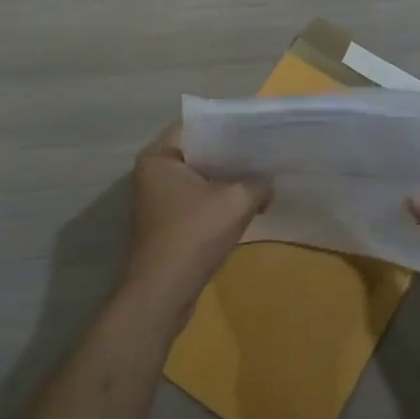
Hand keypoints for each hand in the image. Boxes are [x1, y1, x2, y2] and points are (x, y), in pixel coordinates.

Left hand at [125, 123, 271, 319]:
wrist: (164, 293)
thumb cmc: (194, 235)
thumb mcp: (236, 201)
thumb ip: (257, 183)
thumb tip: (267, 183)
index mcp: (159, 157)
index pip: (195, 126)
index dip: (227, 125)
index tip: (255, 129)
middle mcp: (153, 173)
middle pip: (198, 152)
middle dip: (230, 153)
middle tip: (264, 150)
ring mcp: (157, 201)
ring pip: (199, 179)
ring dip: (226, 180)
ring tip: (261, 174)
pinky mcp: (166, 224)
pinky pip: (197, 201)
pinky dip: (218, 201)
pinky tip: (247, 203)